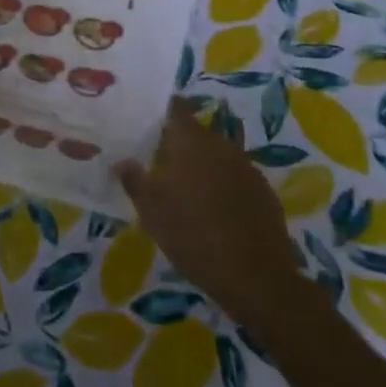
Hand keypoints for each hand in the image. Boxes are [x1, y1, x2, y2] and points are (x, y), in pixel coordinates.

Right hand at [116, 100, 306, 336]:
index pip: (176, 109)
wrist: (256, 277)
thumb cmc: (193, 236)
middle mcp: (220, 145)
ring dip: (202, 165)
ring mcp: (246, 167)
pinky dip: (223, 185)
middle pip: (196, 134)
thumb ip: (134, 181)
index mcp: (191, 142)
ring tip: (187, 189)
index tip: (148, 118)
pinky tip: (215, 209)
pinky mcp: (264, 191)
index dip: (162, 110)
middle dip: (179, 144)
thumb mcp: (152, 212)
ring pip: (217, 155)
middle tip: (161, 162)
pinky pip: (236, 177)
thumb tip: (122, 161)